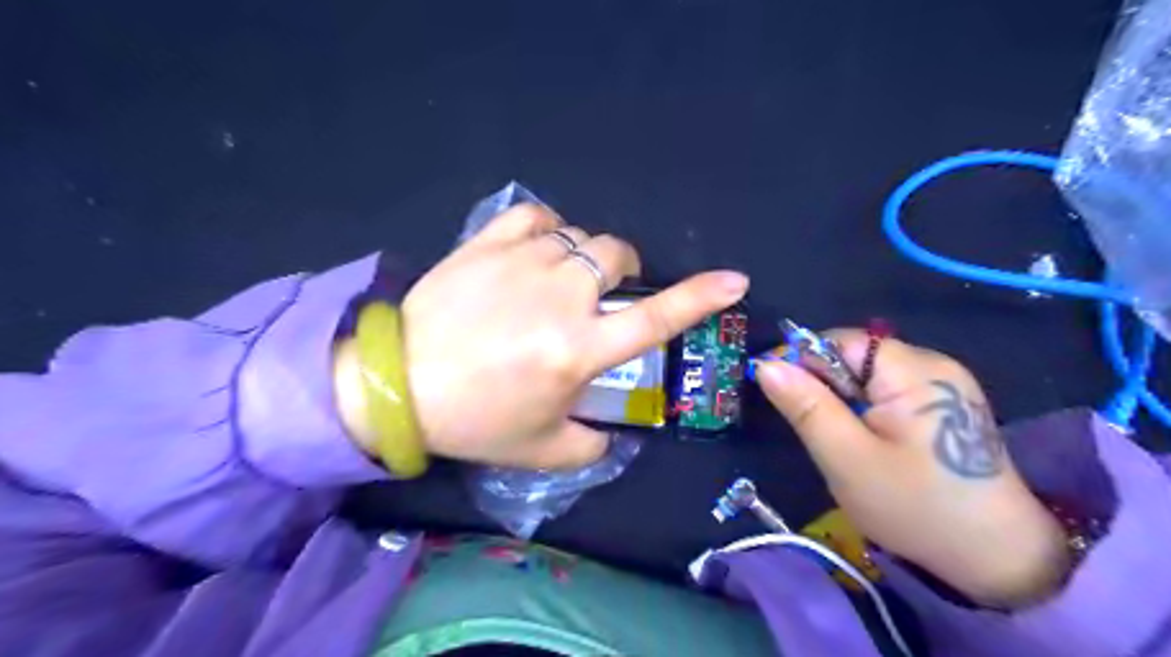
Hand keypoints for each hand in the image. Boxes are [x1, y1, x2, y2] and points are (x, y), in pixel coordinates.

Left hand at [339, 206, 750, 471]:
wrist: (397, 384)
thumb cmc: (474, 420)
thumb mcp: (542, 449)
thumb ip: (592, 443)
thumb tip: (615, 430)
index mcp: (579, 349)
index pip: (655, 319)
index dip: (700, 298)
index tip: (734, 280)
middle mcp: (560, 297)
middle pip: (617, 256)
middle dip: (622, 272)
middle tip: (601, 295)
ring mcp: (523, 262)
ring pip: (579, 239)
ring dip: (582, 259)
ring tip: (557, 282)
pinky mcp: (487, 243)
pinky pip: (536, 216)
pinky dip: (548, 228)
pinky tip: (538, 247)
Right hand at [760, 333, 1067, 609]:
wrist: (996, 557)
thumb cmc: (914, 507)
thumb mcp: (846, 458)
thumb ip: (805, 406)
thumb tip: (766, 364)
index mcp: (913, 370)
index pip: (840, 341)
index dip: (805, 363)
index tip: (784, 399)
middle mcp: (933, 363)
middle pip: (855, 356)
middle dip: (827, 387)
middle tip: (821, 433)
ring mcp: (944, 382)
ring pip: (868, 375)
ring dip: (845, 401)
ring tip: (847, 442)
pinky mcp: (947, 402)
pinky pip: (888, 390)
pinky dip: (868, 410)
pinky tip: (874, 443)